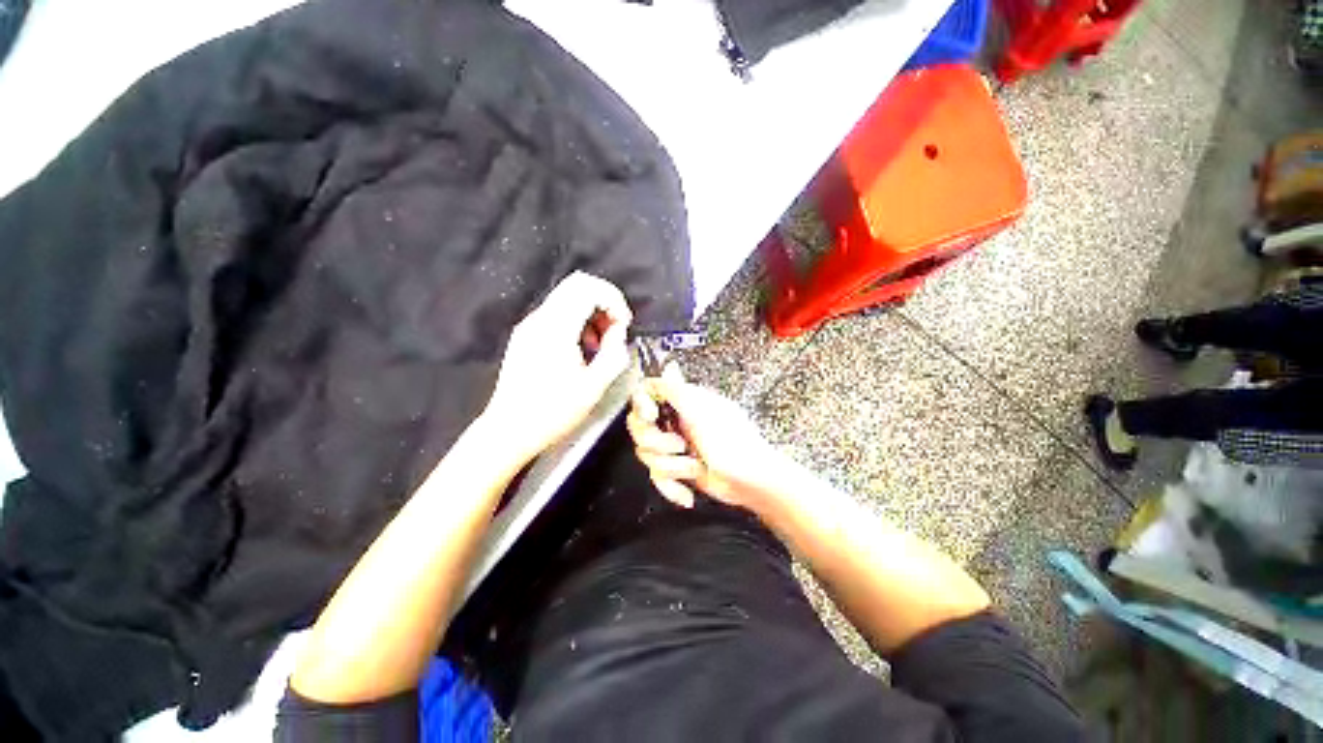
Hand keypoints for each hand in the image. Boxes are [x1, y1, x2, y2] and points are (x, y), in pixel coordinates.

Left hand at [483, 271, 632, 462]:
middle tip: (615, 330)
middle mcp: (540, 319)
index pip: (588, 287)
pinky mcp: (525, 336)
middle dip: (604, 302)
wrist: (509, 430)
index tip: (624, 323)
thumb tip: (619, 332)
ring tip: (599, 345)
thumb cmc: (552, 412)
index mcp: (556, 328)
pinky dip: (576, 322)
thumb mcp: (593, 386)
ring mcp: (529, 326)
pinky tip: (581, 350)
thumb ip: (613, 353)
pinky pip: (556, 314)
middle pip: (577, 285)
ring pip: (567, 298)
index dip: (614, 299)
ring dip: (591, 313)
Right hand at [626, 370, 786, 509]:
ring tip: (695, 466)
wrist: (750, 482)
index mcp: (684, 402)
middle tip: (679, 445)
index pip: (648, 394)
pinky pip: (658, 476)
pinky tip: (686, 492)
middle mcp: (677, 421)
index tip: (652, 416)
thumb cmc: (734, 444)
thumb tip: (665, 369)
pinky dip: (672, 487)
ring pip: (648, 455)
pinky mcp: (678, 468)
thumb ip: (676, 390)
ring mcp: (677, 446)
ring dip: (672, 466)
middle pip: (640, 427)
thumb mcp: (701, 410)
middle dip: (657, 443)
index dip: (642, 406)